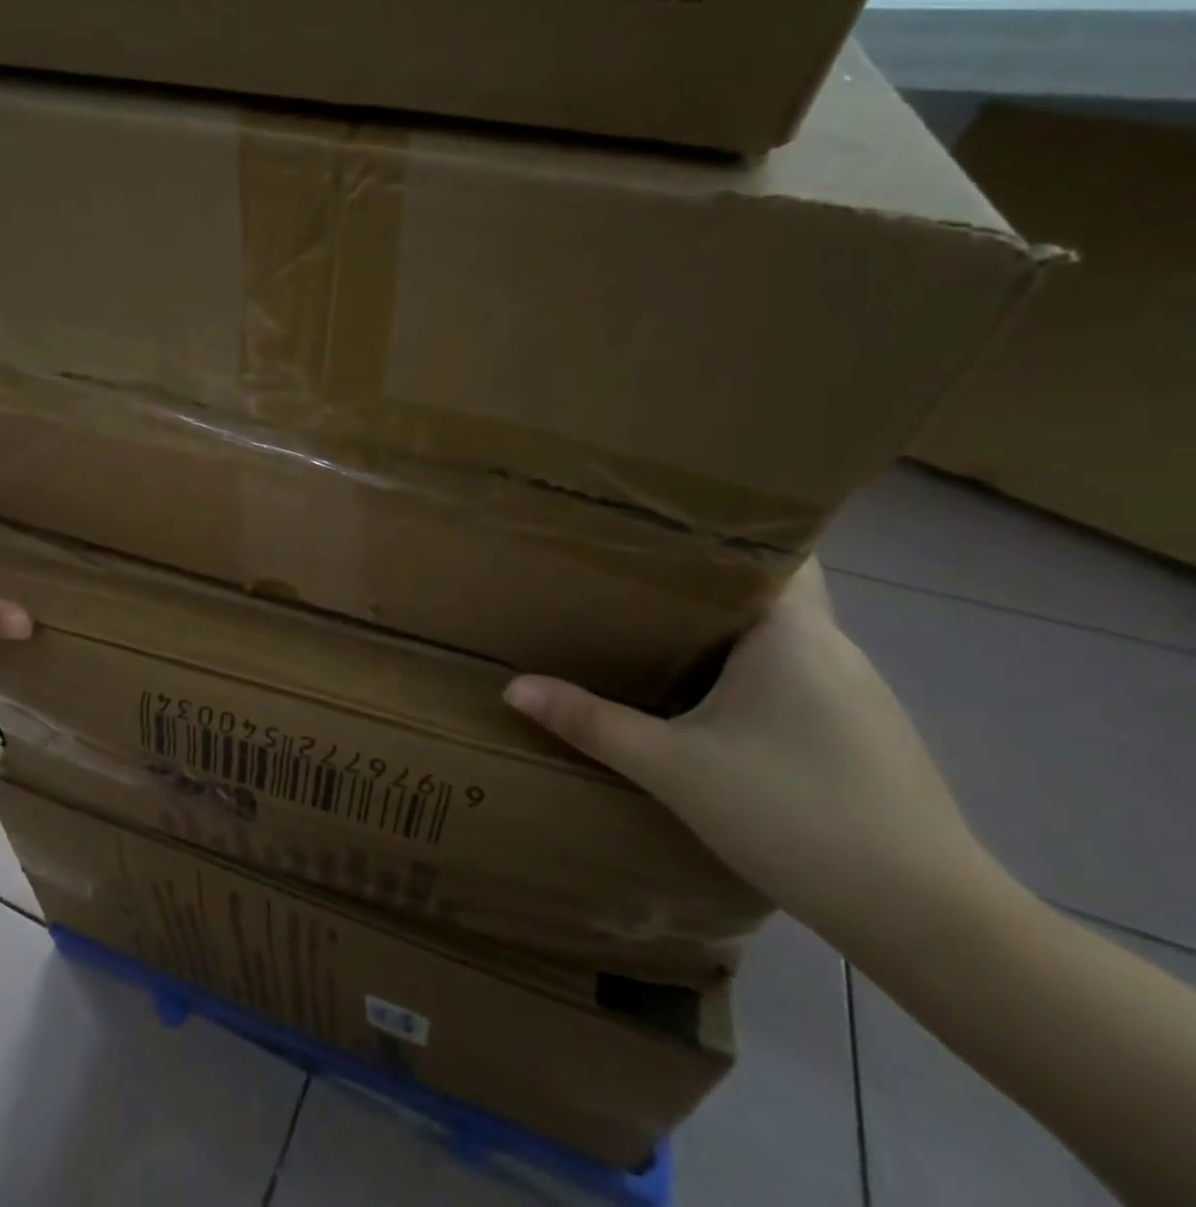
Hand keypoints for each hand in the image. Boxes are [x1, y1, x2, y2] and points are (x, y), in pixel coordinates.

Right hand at [503, 561, 994, 945]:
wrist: (931, 922)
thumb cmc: (797, 817)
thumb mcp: (673, 769)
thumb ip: (592, 723)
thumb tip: (514, 688)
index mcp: (794, 631)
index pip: (773, 547)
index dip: (718, 529)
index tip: (656, 524)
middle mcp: (833, 647)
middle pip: (767, 587)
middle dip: (702, 578)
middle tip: (629, 573)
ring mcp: (857, 692)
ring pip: (781, 634)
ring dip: (726, 627)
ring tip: (653, 624)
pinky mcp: (862, 733)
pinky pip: (795, 674)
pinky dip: (751, 668)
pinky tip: (710, 696)